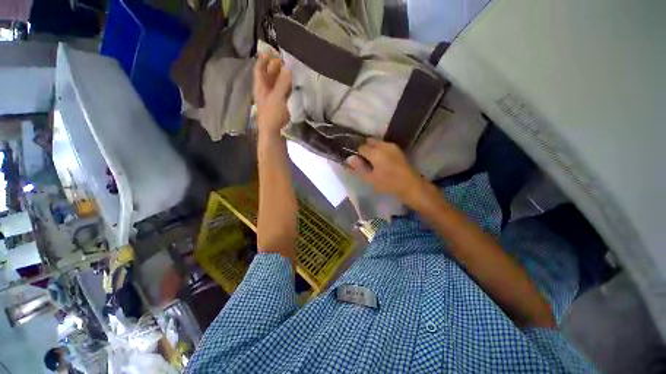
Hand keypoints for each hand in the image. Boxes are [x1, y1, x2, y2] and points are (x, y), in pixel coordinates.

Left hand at [253, 53, 291, 137]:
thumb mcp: (277, 97)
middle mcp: (265, 90)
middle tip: (287, 60)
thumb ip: (283, 82)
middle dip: (276, 66)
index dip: (264, 58)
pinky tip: (294, 84)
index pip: (259, 68)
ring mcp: (273, 98)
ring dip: (283, 76)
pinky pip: (283, 92)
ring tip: (292, 70)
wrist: (273, 133)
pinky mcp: (280, 105)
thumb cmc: (272, 115)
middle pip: (269, 75)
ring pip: (277, 83)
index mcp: (260, 86)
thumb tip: (289, 67)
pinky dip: (288, 87)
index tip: (274, 51)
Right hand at [346, 138, 423, 202]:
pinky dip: (380, 150)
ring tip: (372, 161)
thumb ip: (359, 168)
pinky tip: (381, 160)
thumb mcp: (370, 178)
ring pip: (378, 143)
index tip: (357, 162)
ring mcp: (392, 146)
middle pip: (370, 142)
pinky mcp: (398, 150)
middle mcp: (383, 145)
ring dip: (373, 148)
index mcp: (375, 152)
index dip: (357, 154)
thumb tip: (349, 158)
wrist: (410, 185)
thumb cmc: (388, 183)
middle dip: (365, 148)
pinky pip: (385, 146)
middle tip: (364, 161)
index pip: (361, 147)